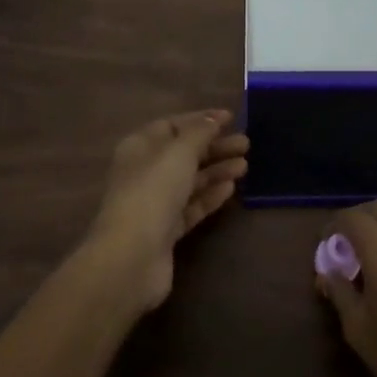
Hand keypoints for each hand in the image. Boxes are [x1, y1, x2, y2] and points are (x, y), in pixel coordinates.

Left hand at [86, 109, 248, 312]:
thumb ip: (200, 132)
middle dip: (214, 146)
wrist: (131, 258)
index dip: (201, 120)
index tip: (231, 118)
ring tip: (245, 166)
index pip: (172, 125)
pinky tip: (231, 189)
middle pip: (184, 153)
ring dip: (217, 170)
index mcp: (140, 147)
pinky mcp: (165, 231)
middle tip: (246, 144)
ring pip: (190, 180)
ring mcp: (154, 203)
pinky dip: (210, 196)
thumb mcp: (179, 152)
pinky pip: (191, 206)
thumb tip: (215, 118)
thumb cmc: (152, 192)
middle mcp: (144, 172)